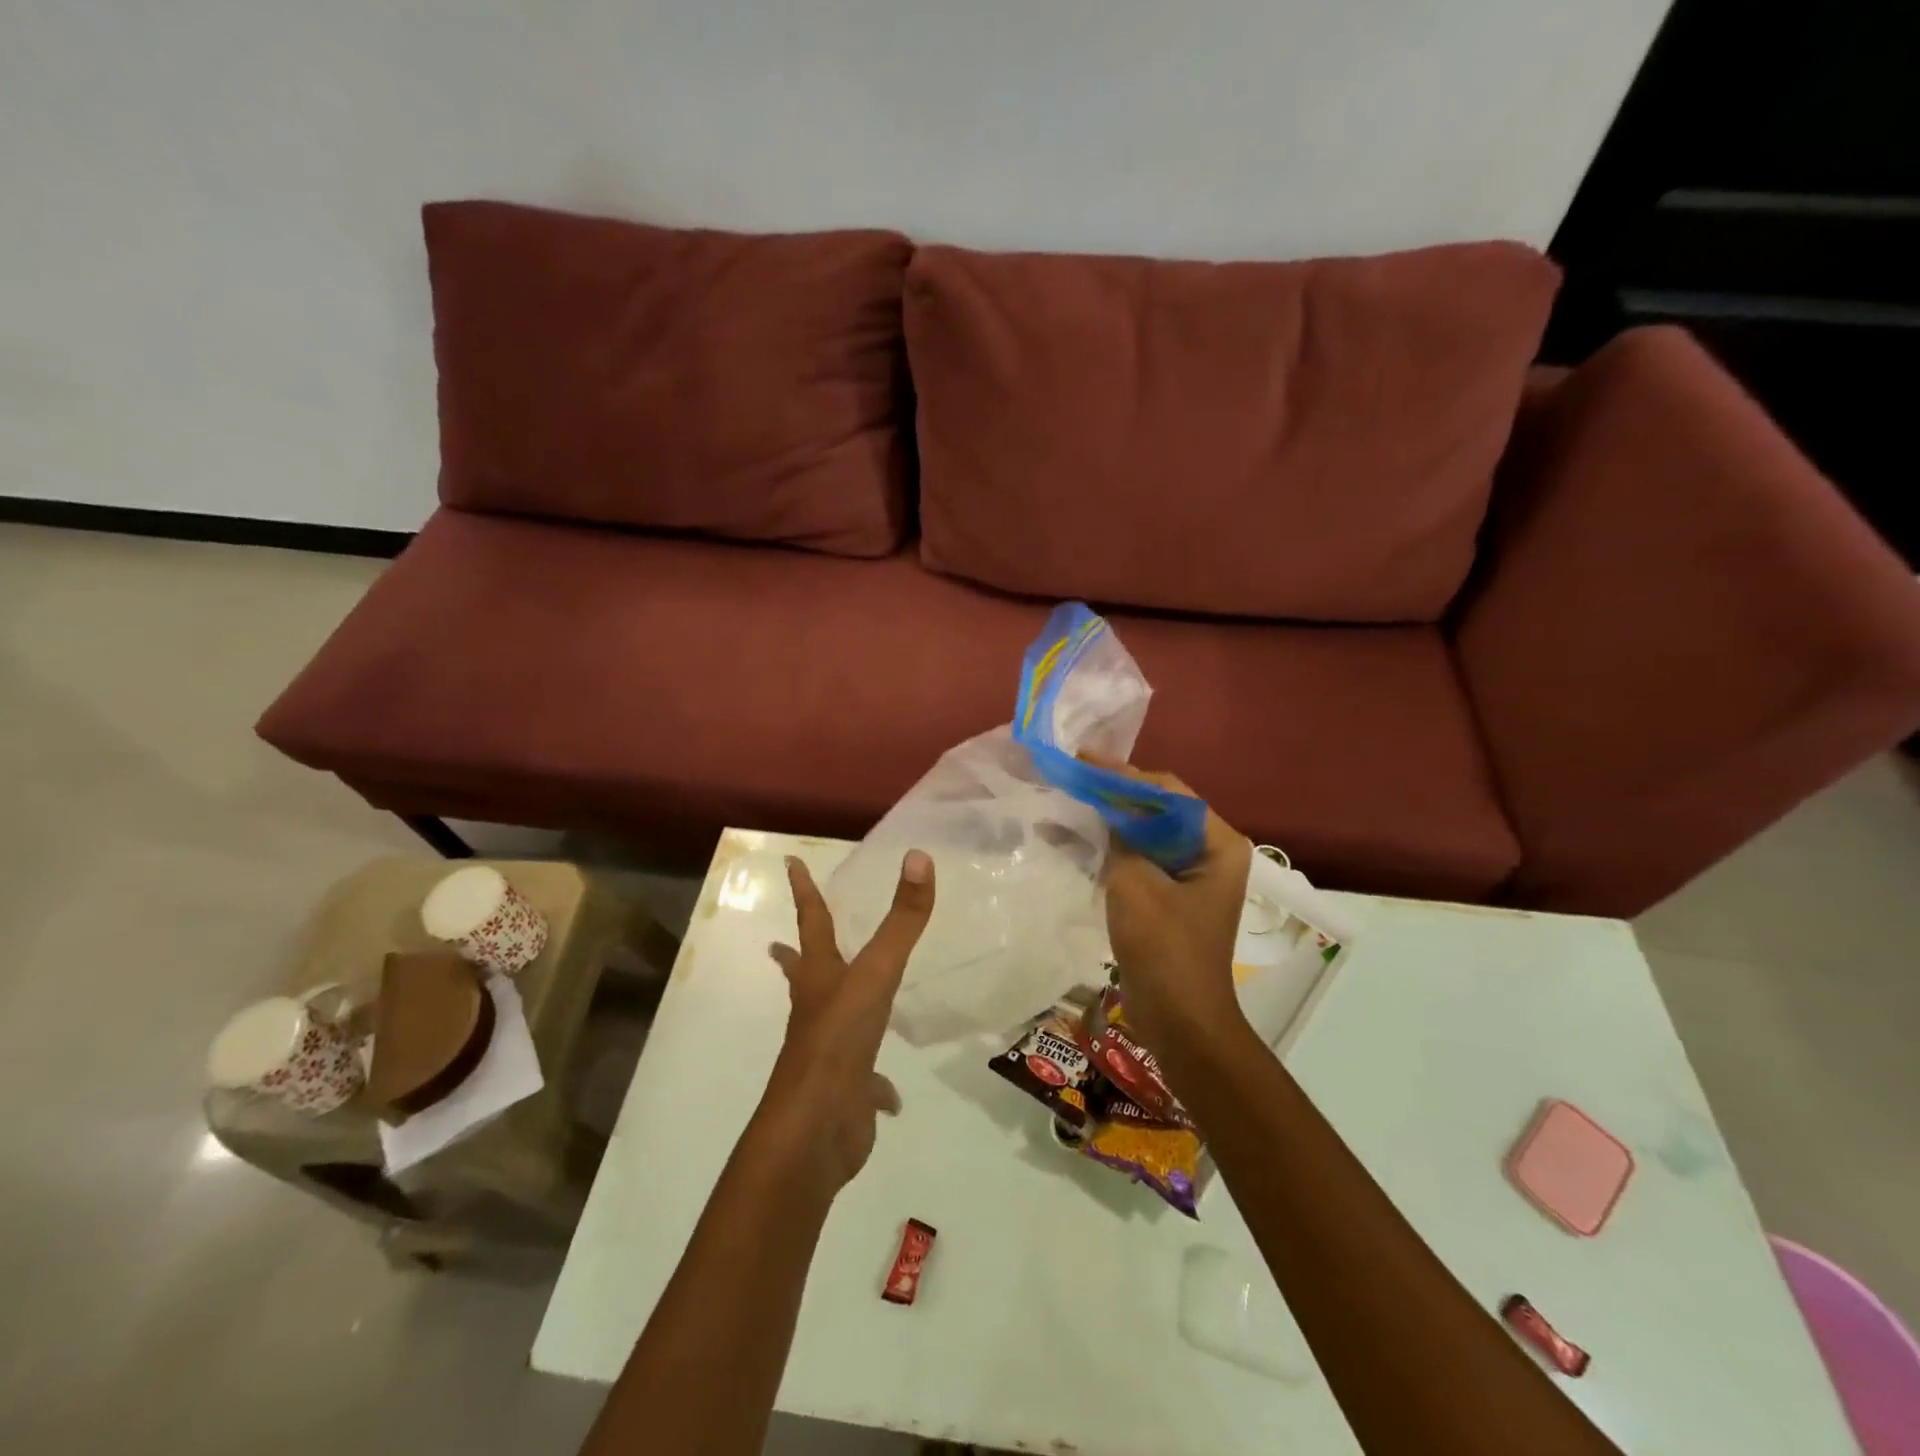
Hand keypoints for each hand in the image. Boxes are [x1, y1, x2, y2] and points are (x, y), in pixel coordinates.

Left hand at [757, 851, 934, 1199]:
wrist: (816, 1127)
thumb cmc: (839, 1040)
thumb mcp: (876, 973)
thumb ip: (902, 920)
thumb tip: (918, 856)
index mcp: (820, 979)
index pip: (812, 922)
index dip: (804, 890)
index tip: (789, 863)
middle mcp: (818, 1011)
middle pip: (804, 976)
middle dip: (794, 958)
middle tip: (776, 947)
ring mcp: (828, 1053)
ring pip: (832, 1024)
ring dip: (835, 1011)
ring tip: (844, 1008)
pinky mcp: (845, 1091)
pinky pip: (864, 1082)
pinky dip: (876, 1085)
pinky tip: (887, 1095)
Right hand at [1095, 762, 1253, 1066]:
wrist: (1180, 1020)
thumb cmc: (1164, 948)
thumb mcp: (1135, 883)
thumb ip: (1120, 835)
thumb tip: (1103, 804)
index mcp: (1217, 843)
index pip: (1168, 792)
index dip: (1123, 774)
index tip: (1082, 759)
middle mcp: (1210, 851)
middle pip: (1158, 808)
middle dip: (1115, 793)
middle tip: (1072, 776)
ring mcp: (1191, 875)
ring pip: (1146, 832)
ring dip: (1110, 818)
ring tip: (1069, 800)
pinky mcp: (1171, 895)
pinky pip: (1141, 857)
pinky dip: (1112, 845)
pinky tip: (1078, 837)